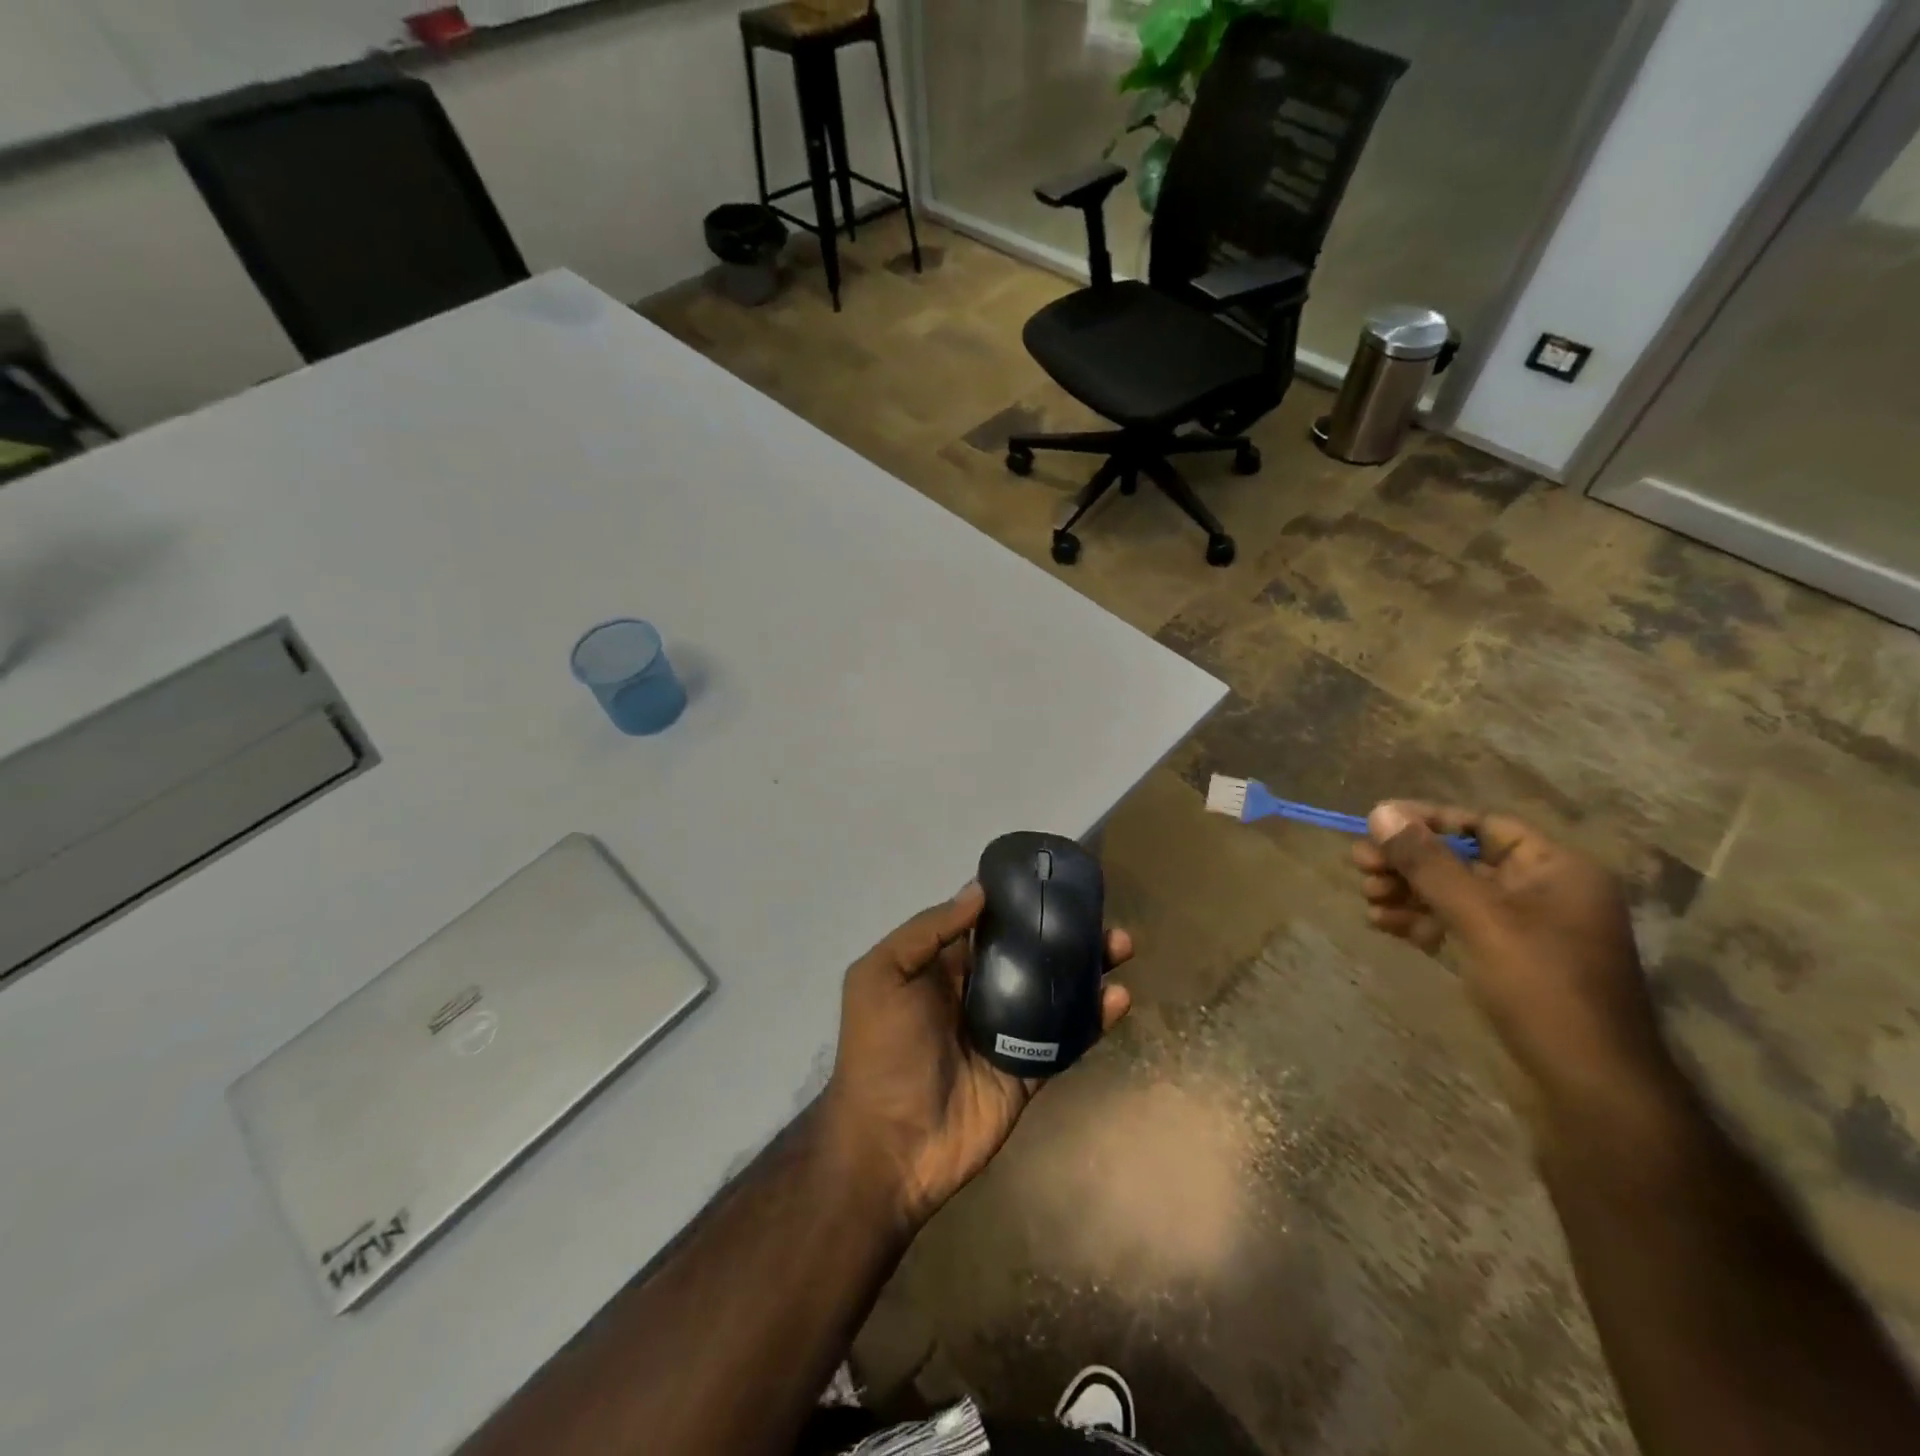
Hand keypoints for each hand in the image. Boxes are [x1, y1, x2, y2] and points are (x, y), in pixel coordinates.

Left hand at [822, 883, 1131, 1229]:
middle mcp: (980, 993)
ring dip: (1089, 968)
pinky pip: (1066, 1040)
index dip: (1021, 902)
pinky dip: (1094, 1019)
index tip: (1058, 881)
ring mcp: (1007, 1033)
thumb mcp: (882, 975)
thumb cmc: (880, 1050)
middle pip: (1031, 954)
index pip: (990, 924)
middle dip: (1066, 933)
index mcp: (944, 967)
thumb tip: (979, 889)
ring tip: (1121, 946)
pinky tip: (1119, 998)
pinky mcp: (1028, 1070)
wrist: (889, 1145)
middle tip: (1102, 916)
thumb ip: (927, 931)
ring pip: (1056, 991)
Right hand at [1351, 802, 1669, 1095]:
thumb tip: (1381, 811)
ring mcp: (1522, 929)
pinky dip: (1417, 920)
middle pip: (1461, 858)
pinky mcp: (1503, 960)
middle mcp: (1541, 891)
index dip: (1427, 820)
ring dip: (1406, 890)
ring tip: (1367, 896)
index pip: (1483, 824)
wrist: (1588, 1086)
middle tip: (1359, 864)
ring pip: (1451, 893)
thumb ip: (1428, 862)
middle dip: (1408, 861)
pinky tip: (1381, 923)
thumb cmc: (1542, 988)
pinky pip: (1453, 925)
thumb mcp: (1479, 916)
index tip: (1375, 823)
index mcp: (1556, 869)